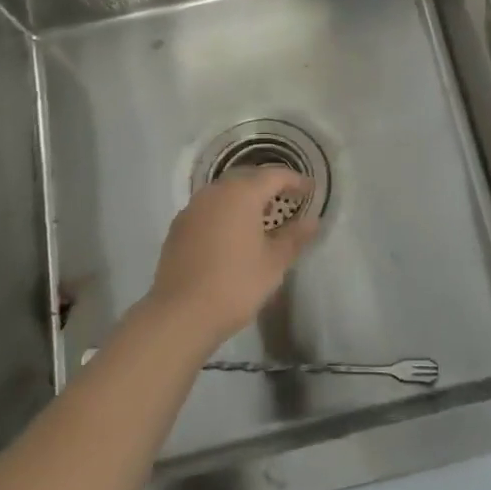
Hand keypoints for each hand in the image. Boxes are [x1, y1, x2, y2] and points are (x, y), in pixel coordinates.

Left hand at [143, 166, 319, 349]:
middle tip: (287, 199)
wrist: (181, 314)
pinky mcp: (178, 227)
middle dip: (268, 185)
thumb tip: (312, 221)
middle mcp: (215, 193)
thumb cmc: (236, 284)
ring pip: (224, 192)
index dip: (295, 180)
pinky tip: (231, 233)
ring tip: (261, 216)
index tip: (310, 190)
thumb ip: (294, 237)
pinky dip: (225, 212)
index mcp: (241, 195)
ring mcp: (192, 209)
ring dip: (244, 197)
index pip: (274, 176)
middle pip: (247, 178)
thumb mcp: (274, 263)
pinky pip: (208, 209)